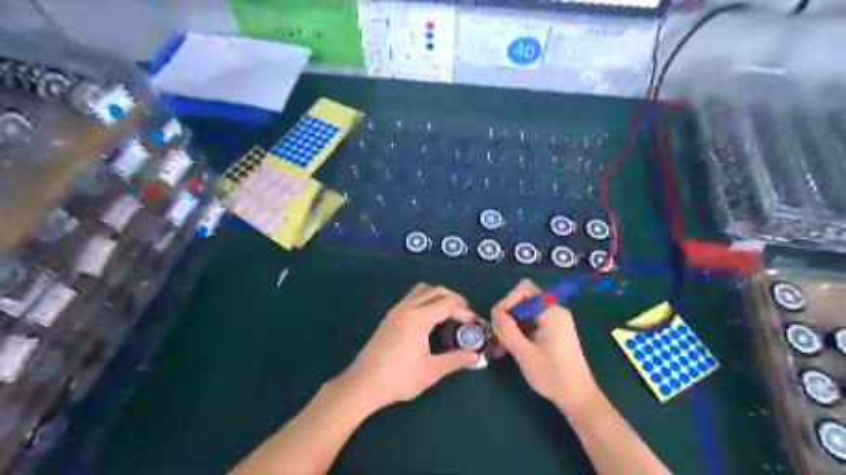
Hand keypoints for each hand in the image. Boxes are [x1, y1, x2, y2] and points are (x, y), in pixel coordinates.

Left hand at [337, 286, 481, 411]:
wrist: (363, 384)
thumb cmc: (399, 378)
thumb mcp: (431, 371)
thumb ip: (455, 360)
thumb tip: (476, 356)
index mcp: (419, 317)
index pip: (448, 304)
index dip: (464, 311)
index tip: (474, 323)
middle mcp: (408, 307)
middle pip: (436, 291)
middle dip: (454, 299)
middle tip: (465, 315)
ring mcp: (396, 310)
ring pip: (422, 290)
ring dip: (438, 296)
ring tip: (448, 313)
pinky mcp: (390, 316)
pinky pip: (412, 297)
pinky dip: (426, 299)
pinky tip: (429, 319)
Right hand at [489, 279, 601, 409]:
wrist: (578, 398)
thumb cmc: (552, 375)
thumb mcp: (524, 352)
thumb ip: (507, 329)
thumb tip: (494, 312)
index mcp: (551, 311)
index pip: (525, 289)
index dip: (508, 300)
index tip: (498, 321)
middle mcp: (555, 311)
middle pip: (524, 300)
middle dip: (507, 316)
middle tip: (497, 337)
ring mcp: (556, 321)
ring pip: (526, 313)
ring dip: (511, 326)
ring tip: (500, 348)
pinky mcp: (555, 332)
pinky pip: (532, 323)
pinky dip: (520, 332)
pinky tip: (511, 349)